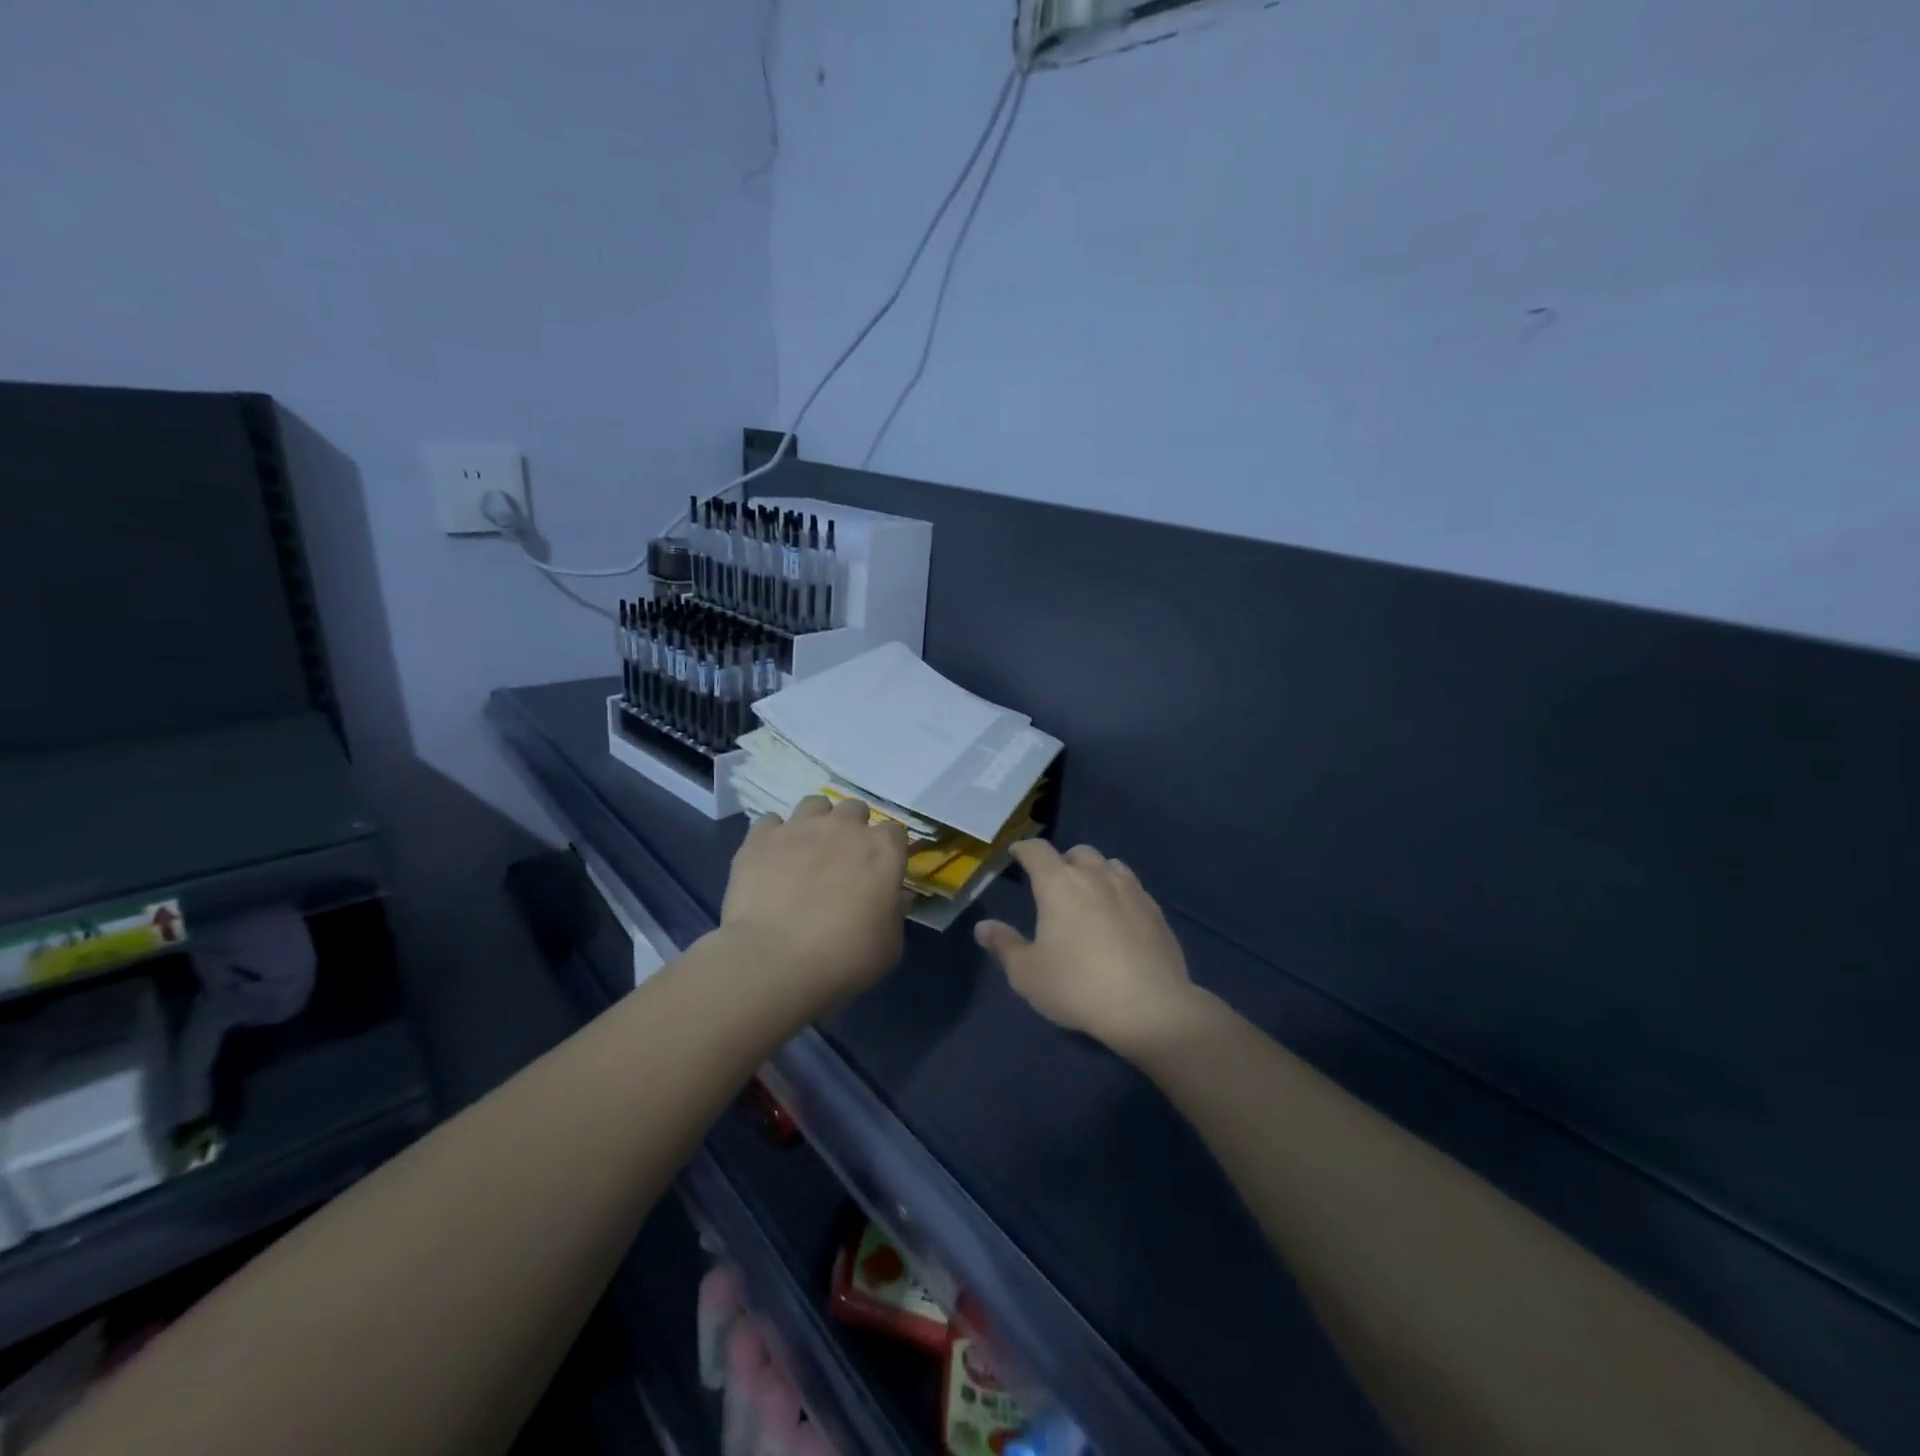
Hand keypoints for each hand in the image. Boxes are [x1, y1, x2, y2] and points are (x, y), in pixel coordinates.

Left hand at [719, 796, 908, 1010]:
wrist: (773, 960)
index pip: (895, 833)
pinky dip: (774, 837)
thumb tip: (893, 899)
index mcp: (883, 850)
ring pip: (814, 805)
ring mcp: (799, 827)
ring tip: (807, 852)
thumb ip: (894, 913)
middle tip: (843, 862)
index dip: (888, 852)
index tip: (881, 873)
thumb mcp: (889, 946)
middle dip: (853, 830)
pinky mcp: (760, 837)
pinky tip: (772, 860)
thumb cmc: (843, 957)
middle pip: (855, 810)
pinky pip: (770, 823)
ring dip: (816, 823)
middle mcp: (844, 827)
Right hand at [974, 840, 1198, 1057]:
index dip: (1024, 849)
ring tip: (1090, 894)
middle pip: (1078, 852)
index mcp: (1058, 884)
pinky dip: (1120, 892)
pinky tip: (1120, 916)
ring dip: (1096, 872)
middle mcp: (1095, 876)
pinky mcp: (1156, 911)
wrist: (1150, 1007)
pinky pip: (1133, 888)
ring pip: (1110, 865)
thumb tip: (983, 927)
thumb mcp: (1028, 974)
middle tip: (1055, 883)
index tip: (1017, 854)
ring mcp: (1131, 890)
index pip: (1036, 851)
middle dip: (1064, 861)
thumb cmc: (1078, 986)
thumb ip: (1004, 946)